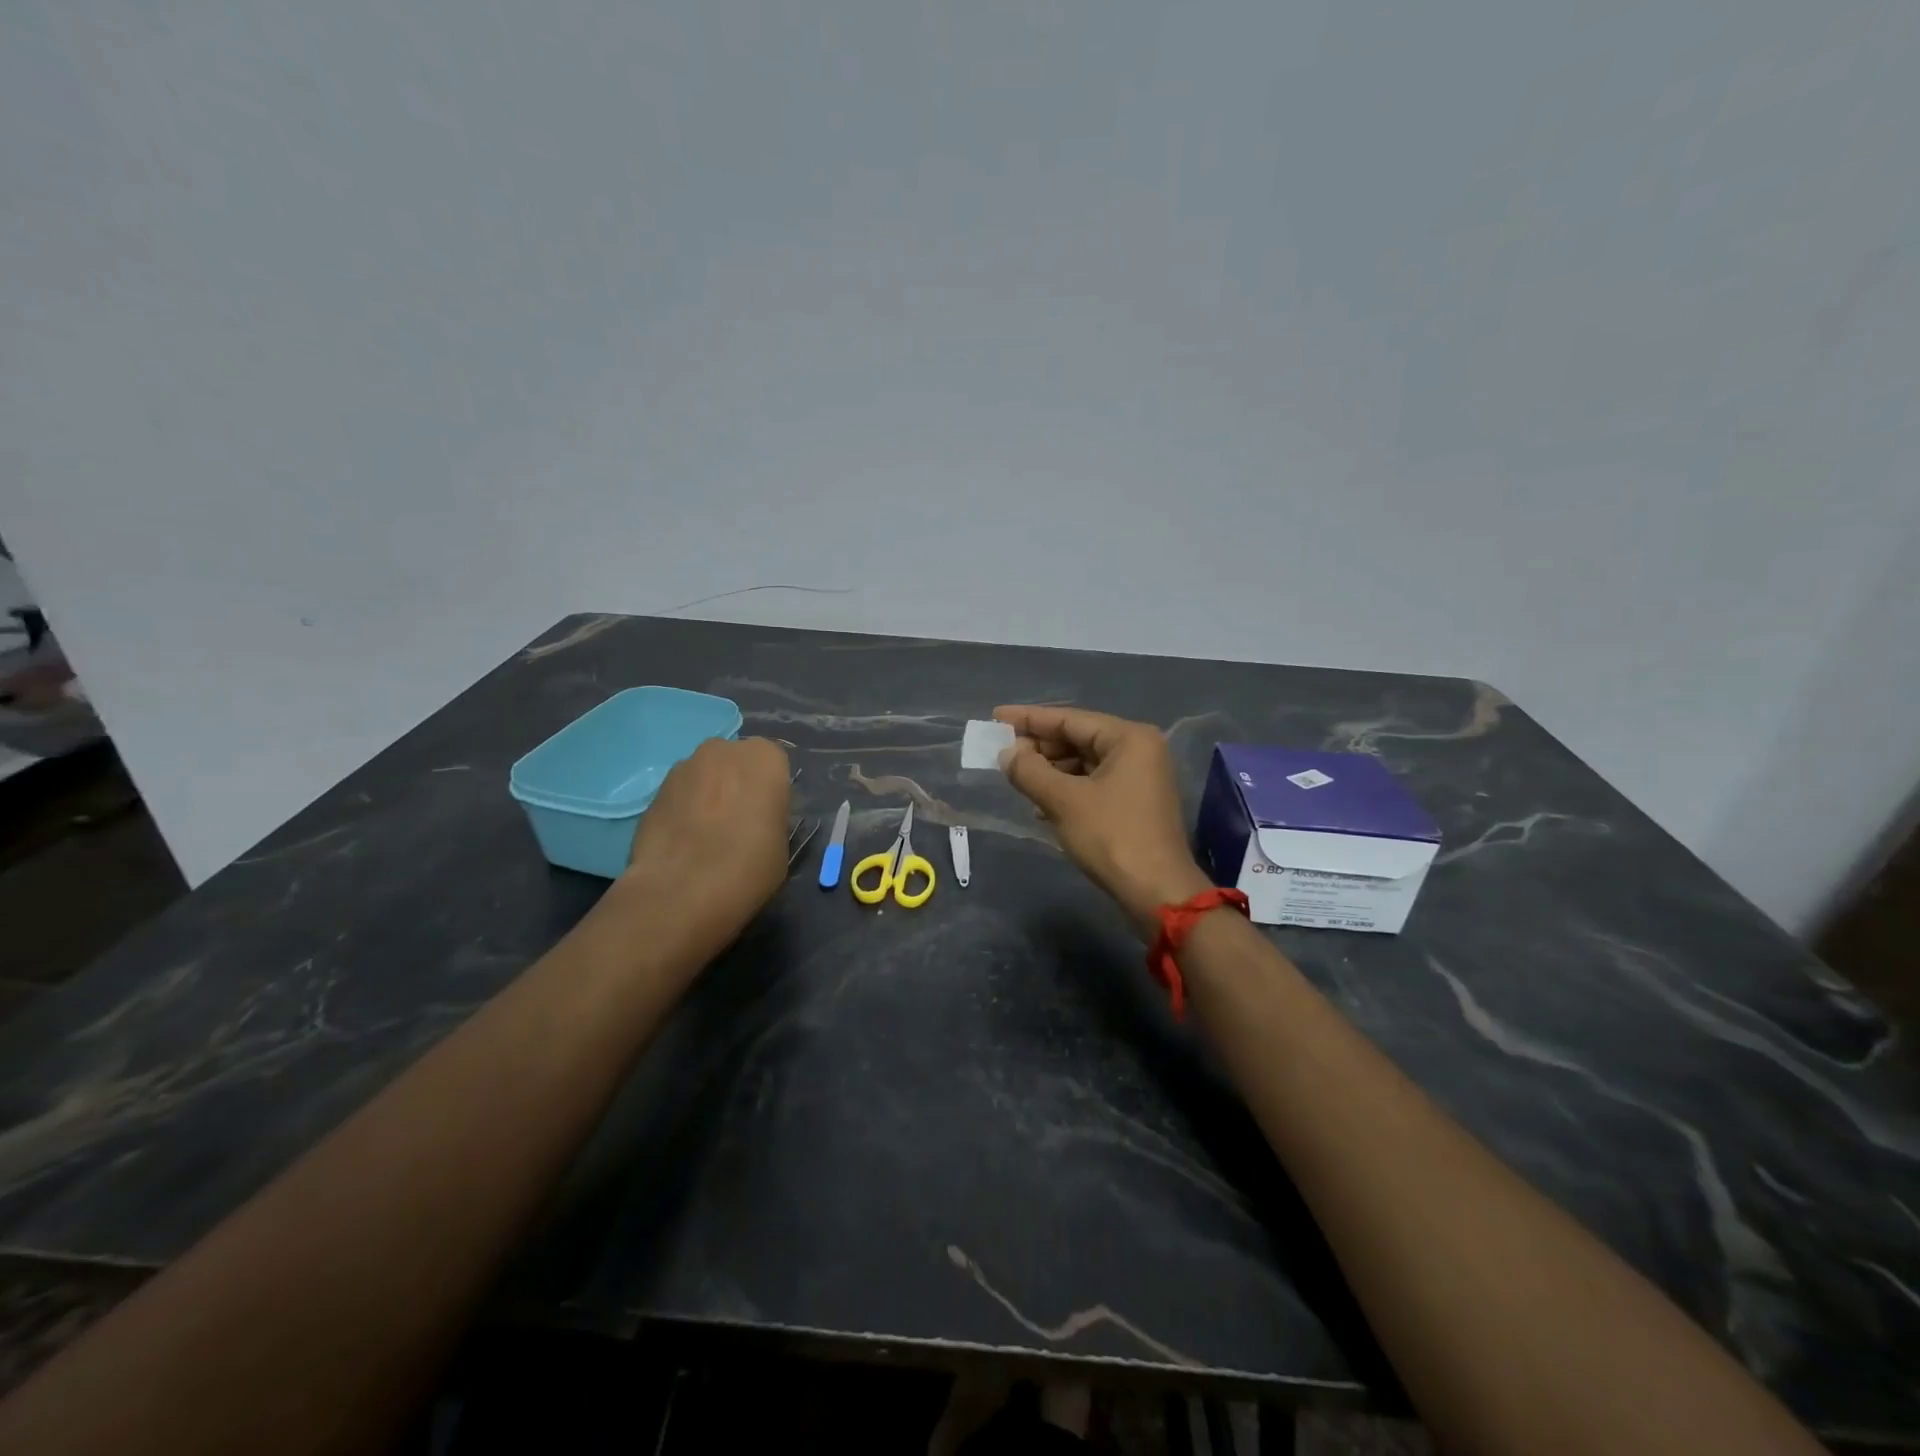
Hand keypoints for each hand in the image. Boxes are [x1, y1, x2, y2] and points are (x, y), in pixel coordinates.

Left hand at [612, 736, 792, 963]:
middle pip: (735, 763)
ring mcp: (683, 767)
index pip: (774, 765)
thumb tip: (757, 817)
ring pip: (704, 777)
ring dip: (708, 797)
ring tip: (706, 837)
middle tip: (738, 823)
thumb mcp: (781, 843)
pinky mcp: (654, 791)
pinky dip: (683, 812)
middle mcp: (723, 750)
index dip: (770, 792)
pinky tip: (684, 844)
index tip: (767, 817)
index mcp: (765, 758)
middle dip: (736, 786)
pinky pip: (679, 797)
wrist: (682, 890)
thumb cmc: (749, 865)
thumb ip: (771, 816)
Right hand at [995, 705, 1211, 934]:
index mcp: (1128, 738)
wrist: (1157, 891)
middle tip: (1002, 752)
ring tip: (1017, 779)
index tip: (996, 716)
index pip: (1069, 719)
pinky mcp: (1135, 802)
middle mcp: (1139, 749)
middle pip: (1078, 738)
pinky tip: (1041, 804)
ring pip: (1084, 762)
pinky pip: (1093, 783)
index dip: (1029, 719)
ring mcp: (1140, 777)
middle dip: (1039, 747)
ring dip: (1050, 771)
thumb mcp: (1063, 801)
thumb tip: (1006, 753)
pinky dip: (1066, 789)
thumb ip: (1029, 771)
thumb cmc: (1111, 836)